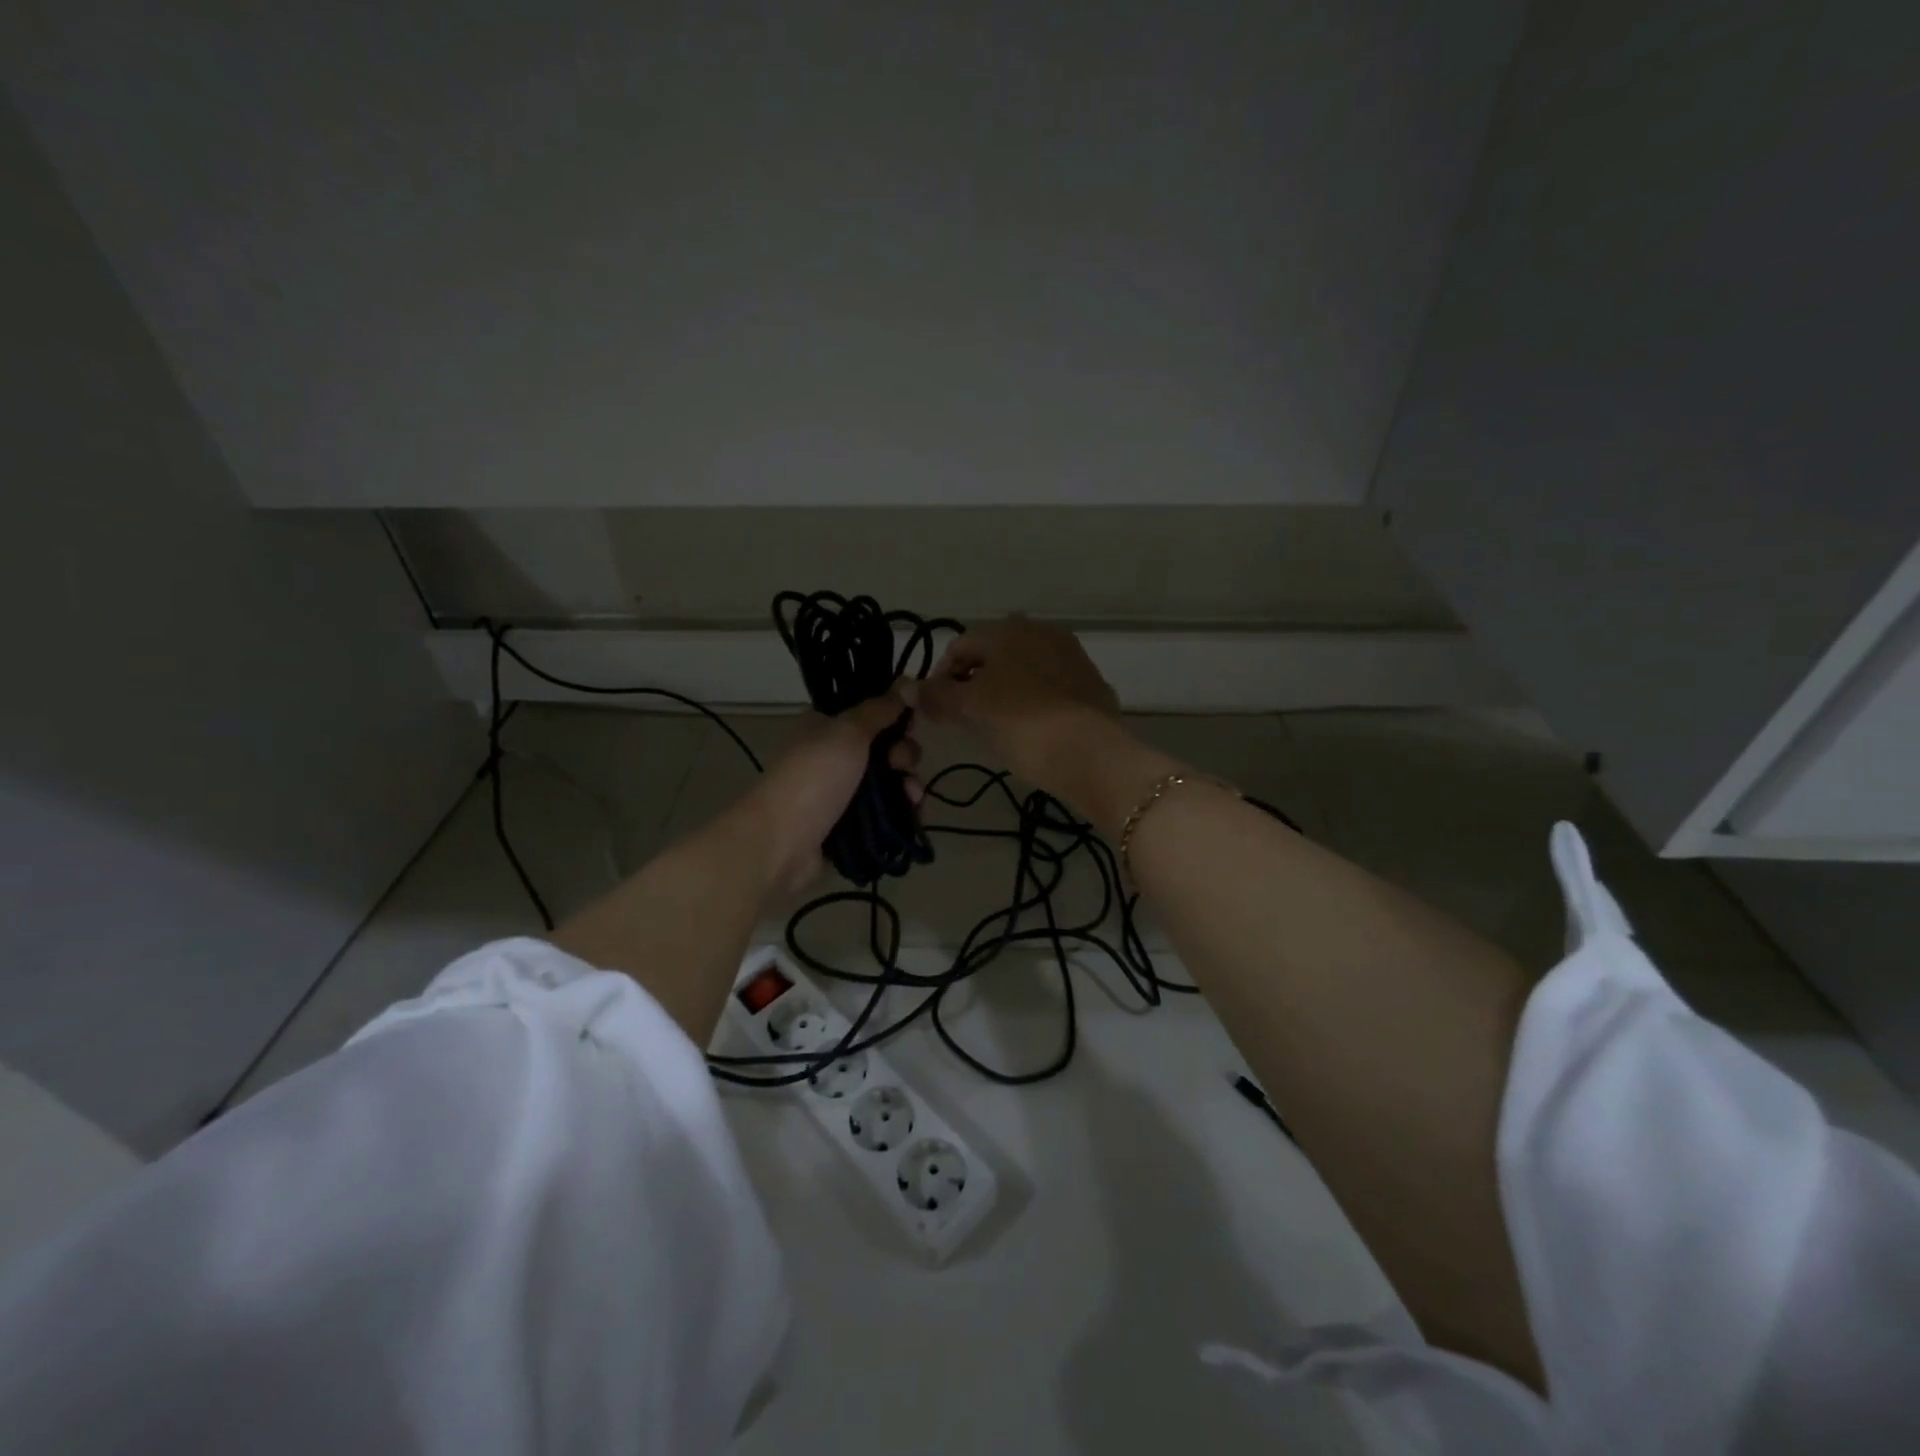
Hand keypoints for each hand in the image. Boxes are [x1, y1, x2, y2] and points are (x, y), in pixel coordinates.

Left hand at [739, 688, 922, 896]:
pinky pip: (886, 809)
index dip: (895, 715)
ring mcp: (842, 790)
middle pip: (884, 746)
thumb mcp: (848, 732)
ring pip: (889, 779)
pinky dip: (903, 808)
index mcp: (826, 725)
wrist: (783, 841)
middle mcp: (833, 754)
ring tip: (912, 796)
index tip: (912, 721)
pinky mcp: (851, 822)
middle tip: (901, 764)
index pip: (869, 712)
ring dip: (907, 783)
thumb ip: (880, 709)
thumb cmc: (814, 777)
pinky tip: (915, 812)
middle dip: (903, 754)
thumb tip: (907, 681)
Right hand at [914, 617, 1122, 798]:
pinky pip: (1048, 687)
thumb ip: (937, 696)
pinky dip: (1032, 701)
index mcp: (1010, 630)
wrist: (1092, 755)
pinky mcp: (1091, 684)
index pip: (960, 646)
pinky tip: (1030, 729)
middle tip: (963, 718)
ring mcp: (1071, 657)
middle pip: (993, 655)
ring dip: (1002, 691)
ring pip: (1022, 670)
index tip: (935, 710)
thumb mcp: (972, 710)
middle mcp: (1043, 633)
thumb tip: (906, 688)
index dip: (940, 677)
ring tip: (994, 726)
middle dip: (972, 683)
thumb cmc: (1023, 724)